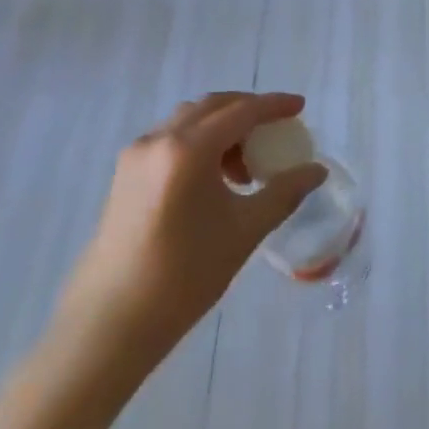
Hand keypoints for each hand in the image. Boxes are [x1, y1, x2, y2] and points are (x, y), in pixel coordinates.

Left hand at [53, 93, 324, 373]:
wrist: (110, 322)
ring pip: (189, 121)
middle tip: (277, 127)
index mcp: (188, 149)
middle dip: (248, 110)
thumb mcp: (245, 230)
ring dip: (222, 127)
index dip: (274, 105)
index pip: (241, 111)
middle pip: (212, 107)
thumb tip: (317, 171)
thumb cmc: (184, 275)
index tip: (300, 106)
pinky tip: (214, 178)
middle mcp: (158, 140)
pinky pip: (170, 139)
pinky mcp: (124, 174)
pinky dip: (200, 142)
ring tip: (246, 164)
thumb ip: (284, 193)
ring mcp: (136, 155)